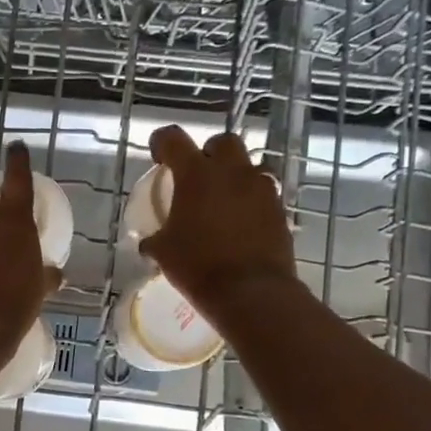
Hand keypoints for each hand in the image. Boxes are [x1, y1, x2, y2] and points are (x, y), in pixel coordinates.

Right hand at [138, 126, 298, 324]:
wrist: (250, 292)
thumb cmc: (198, 266)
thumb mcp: (163, 253)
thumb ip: (156, 238)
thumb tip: (150, 242)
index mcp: (196, 175)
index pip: (173, 139)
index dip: (162, 142)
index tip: (159, 157)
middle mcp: (232, 172)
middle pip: (223, 142)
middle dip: (209, 153)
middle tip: (198, 177)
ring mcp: (261, 189)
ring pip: (248, 167)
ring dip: (234, 178)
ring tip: (222, 203)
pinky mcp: (280, 210)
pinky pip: (263, 194)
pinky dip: (250, 202)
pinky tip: (240, 224)